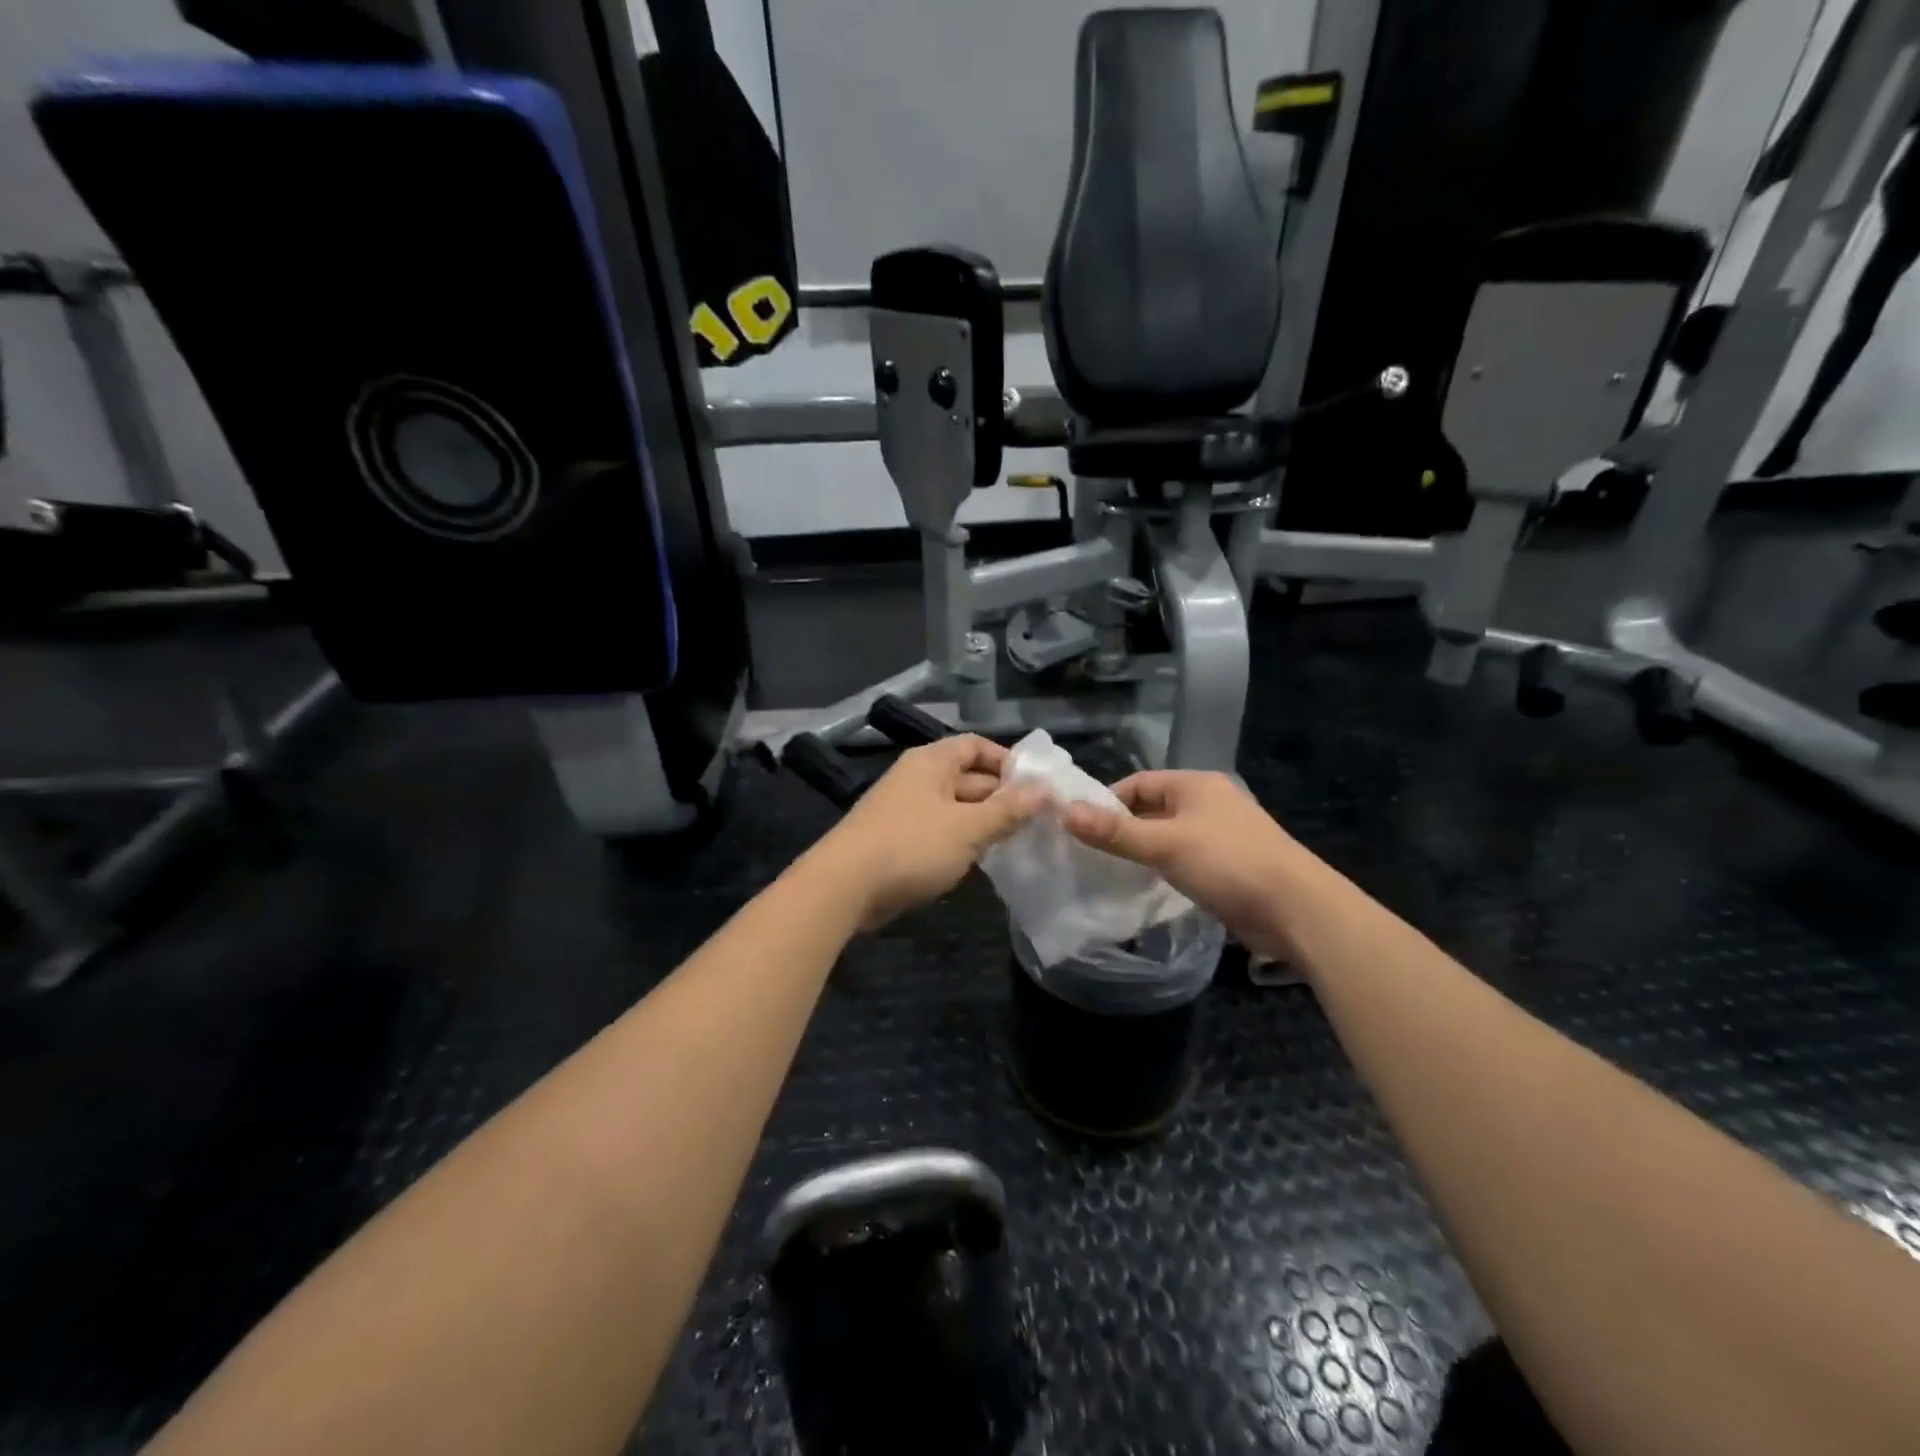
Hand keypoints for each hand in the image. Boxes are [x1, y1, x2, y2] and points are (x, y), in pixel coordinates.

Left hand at [813, 735, 1045, 930]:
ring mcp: (904, 810)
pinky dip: (961, 840)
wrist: (843, 887)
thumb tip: (1045, 790)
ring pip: (955, 808)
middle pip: (968, 778)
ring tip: (1018, 842)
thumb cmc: (911, 846)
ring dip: (983, 822)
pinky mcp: (897, 840)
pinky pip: (939, 831)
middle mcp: (917, 778)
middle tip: (1039, 820)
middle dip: (1002, 797)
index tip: (1037, 785)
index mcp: (932, 762)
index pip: (976, 746)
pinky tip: (981, 861)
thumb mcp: (968, 828)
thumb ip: (1008, 810)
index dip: (1008, 761)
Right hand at [1060, 771, 1306, 958]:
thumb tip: (1064, 813)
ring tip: (1112, 871)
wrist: (1297, 910)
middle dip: (1123, 828)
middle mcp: (1209, 802)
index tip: (1081, 828)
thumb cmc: (1228, 863)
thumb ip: (1115, 831)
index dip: (1107, 802)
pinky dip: (1164, 867)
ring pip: (1168, 835)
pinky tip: (1148, 887)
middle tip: (1090, 853)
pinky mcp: (1230, 865)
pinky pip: (1185, 858)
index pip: (1138, 783)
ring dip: (1143, 850)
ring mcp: (1222, 834)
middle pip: (1152, 808)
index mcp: (1196, 785)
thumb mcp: (1165, 844)